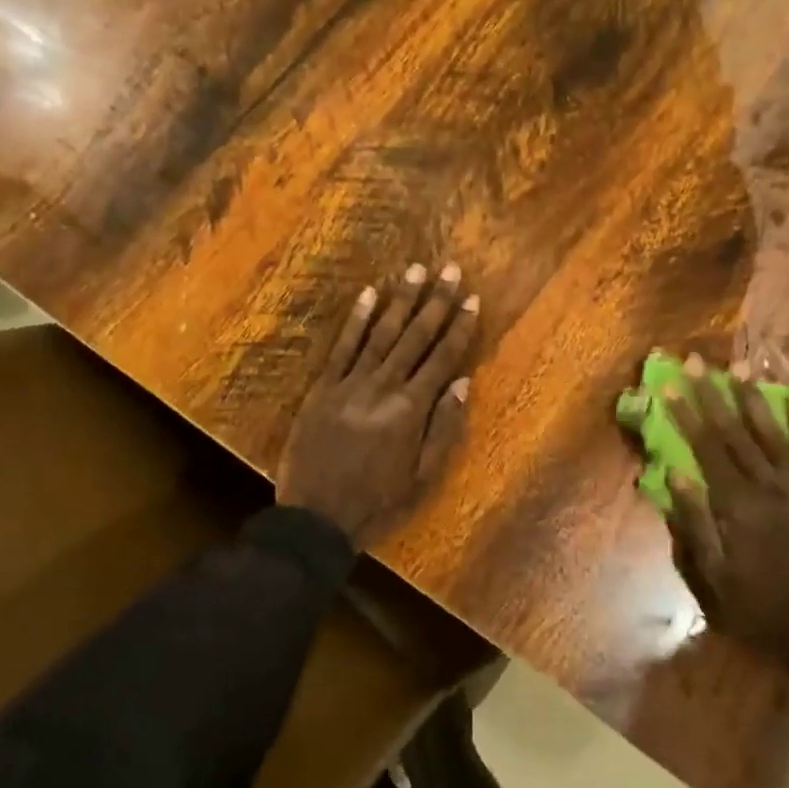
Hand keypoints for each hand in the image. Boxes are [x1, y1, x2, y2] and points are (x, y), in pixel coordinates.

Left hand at [277, 262, 479, 547]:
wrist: (316, 518)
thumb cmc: (377, 502)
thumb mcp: (422, 477)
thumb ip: (443, 428)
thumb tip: (462, 382)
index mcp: (411, 410)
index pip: (442, 358)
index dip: (459, 327)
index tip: (472, 299)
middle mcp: (383, 388)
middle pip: (414, 337)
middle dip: (435, 302)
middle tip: (450, 269)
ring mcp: (349, 384)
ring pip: (380, 334)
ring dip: (400, 300)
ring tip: (416, 270)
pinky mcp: (323, 388)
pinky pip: (342, 347)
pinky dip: (355, 319)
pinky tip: (368, 294)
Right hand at [664, 357, 788, 693]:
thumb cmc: (754, 604)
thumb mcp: (712, 573)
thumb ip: (694, 521)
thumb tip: (675, 473)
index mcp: (736, 505)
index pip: (706, 448)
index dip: (688, 414)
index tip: (672, 385)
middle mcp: (767, 487)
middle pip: (735, 431)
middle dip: (713, 394)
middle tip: (697, 361)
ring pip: (772, 433)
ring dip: (754, 398)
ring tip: (740, 368)